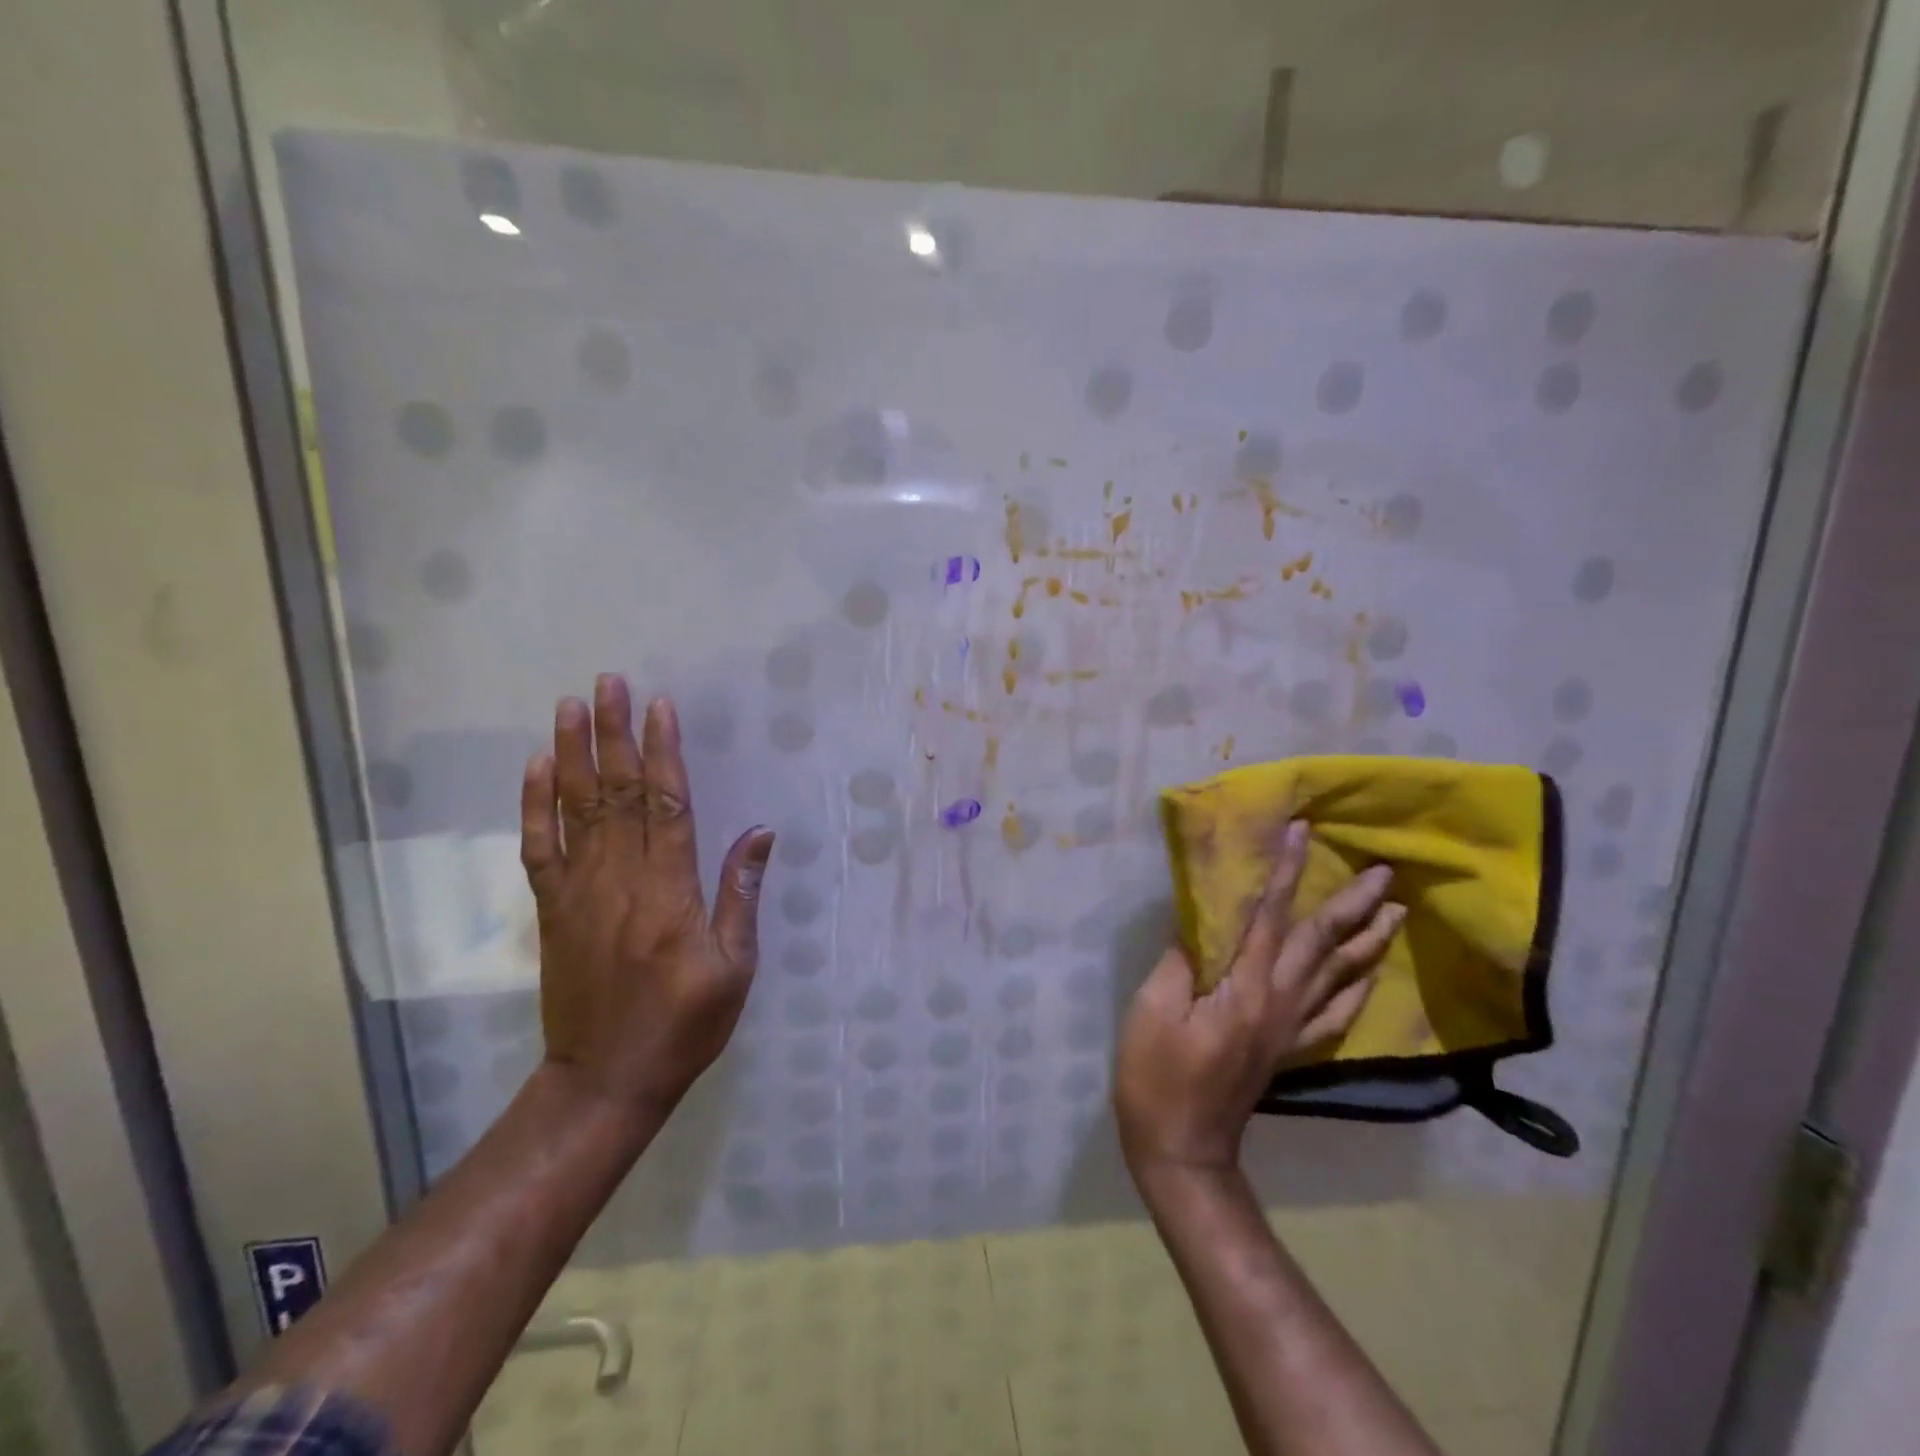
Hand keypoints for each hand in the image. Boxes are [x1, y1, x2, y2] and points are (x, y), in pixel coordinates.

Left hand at [520, 674, 773, 1124]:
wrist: (605, 1080)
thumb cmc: (685, 1026)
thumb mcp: (735, 967)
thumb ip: (740, 894)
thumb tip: (759, 832)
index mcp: (670, 894)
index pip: (667, 806)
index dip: (664, 753)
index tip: (661, 706)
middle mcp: (621, 882)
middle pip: (618, 794)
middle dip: (615, 734)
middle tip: (609, 683)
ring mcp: (579, 894)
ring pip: (575, 810)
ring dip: (573, 754)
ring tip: (570, 706)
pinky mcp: (553, 911)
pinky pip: (539, 848)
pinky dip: (535, 805)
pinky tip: (537, 769)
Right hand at [1115, 819, 1403, 1182]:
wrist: (1182, 1148)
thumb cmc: (1157, 1076)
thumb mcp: (1153, 1010)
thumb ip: (1179, 960)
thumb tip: (1198, 921)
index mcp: (1245, 989)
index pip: (1270, 916)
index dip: (1286, 871)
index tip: (1302, 832)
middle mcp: (1279, 1003)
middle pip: (1322, 944)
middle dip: (1353, 904)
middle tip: (1385, 872)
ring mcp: (1289, 1029)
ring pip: (1340, 976)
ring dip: (1368, 942)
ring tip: (1396, 913)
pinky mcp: (1287, 1049)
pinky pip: (1334, 1015)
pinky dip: (1356, 990)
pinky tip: (1368, 976)